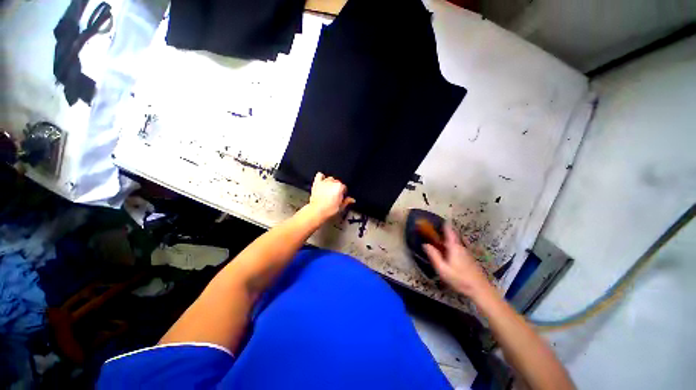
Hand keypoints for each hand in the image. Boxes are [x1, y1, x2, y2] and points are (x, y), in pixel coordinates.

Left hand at [307, 172, 354, 219]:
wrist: (317, 211)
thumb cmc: (329, 210)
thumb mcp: (341, 207)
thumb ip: (347, 201)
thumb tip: (352, 200)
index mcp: (339, 187)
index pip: (344, 187)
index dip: (343, 192)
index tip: (342, 196)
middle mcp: (332, 182)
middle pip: (338, 182)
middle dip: (337, 188)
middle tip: (335, 195)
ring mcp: (324, 182)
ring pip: (330, 178)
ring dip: (331, 183)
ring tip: (329, 189)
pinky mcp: (317, 183)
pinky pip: (319, 175)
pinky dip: (321, 177)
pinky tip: (322, 181)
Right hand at [423, 224, 493, 298]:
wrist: (480, 290)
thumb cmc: (459, 279)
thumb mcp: (443, 269)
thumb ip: (434, 256)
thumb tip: (425, 244)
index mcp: (454, 247)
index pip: (449, 231)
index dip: (445, 224)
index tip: (440, 219)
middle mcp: (461, 247)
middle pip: (451, 237)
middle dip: (443, 234)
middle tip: (434, 234)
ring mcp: (466, 253)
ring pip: (454, 244)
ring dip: (447, 242)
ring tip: (438, 245)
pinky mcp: (469, 259)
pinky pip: (457, 249)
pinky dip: (451, 248)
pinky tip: (448, 256)